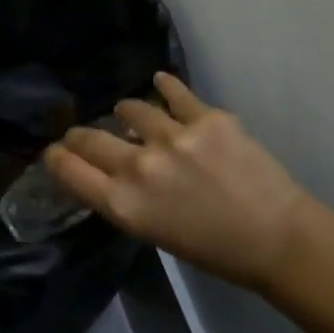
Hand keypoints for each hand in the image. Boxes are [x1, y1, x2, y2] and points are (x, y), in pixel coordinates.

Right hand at [46, 74, 311, 290]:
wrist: (277, 238)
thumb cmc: (213, 249)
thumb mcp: (153, 232)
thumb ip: (124, 198)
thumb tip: (108, 168)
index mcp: (124, 204)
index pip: (69, 170)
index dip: (55, 158)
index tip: (55, 152)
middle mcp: (139, 166)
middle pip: (89, 138)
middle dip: (79, 136)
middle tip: (82, 135)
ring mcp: (173, 137)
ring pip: (130, 108)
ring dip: (127, 113)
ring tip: (132, 114)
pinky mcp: (207, 117)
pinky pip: (174, 92)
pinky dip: (165, 87)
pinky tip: (160, 83)